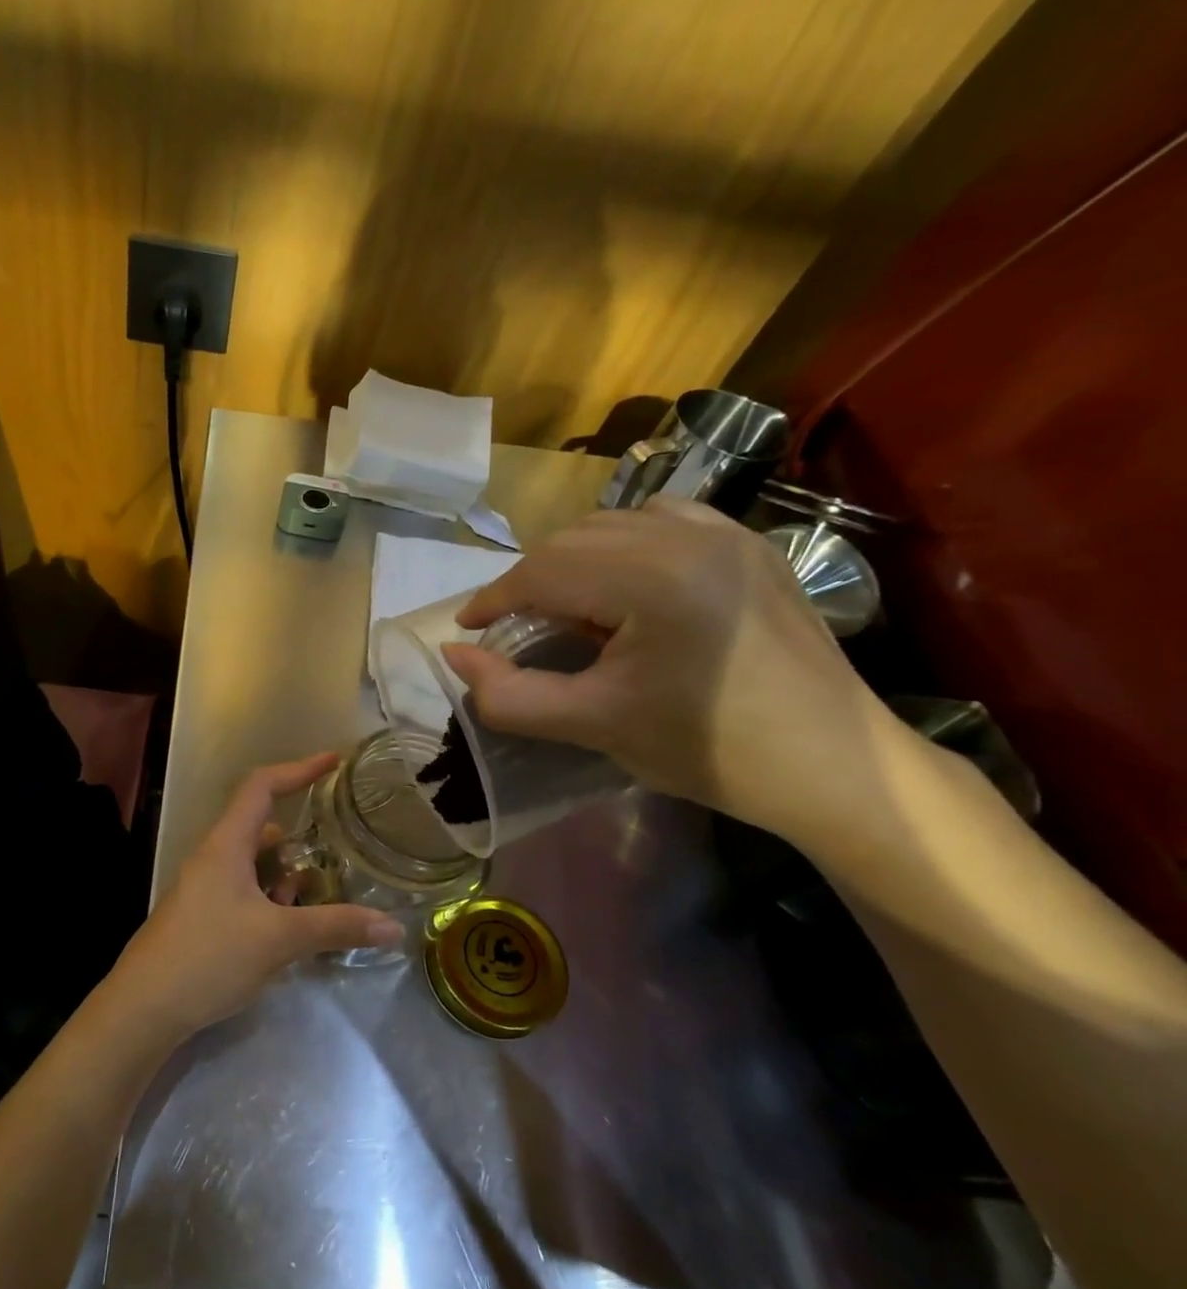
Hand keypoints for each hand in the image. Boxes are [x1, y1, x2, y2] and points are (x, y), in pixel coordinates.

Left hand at [103, 754, 401, 1042]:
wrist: (145, 1006)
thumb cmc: (209, 957)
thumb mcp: (279, 940)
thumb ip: (336, 927)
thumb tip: (393, 927)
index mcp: (226, 844)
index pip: (262, 786)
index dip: (298, 769)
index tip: (333, 762)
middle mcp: (214, 857)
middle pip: (261, 826)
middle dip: (298, 838)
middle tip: (334, 852)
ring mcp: (206, 886)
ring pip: (255, 864)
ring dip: (285, 876)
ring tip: (313, 899)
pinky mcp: (204, 914)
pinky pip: (246, 891)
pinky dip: (271, 899)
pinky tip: (287, 931)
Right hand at [441, 498, 906, 843]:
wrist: (836, 768)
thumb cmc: (710, 752)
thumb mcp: (593, 726)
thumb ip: (509, 694)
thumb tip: (454, 656)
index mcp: (652, 578)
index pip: (543, 570)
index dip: (493, 599)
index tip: (467, 630)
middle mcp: (690, 536)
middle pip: (573, 539)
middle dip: (529, 581)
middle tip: (512, 629)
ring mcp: (728, 534)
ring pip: (615, 523)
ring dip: (573, 559)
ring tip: (565, 608)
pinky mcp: (751, 546)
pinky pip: (664, 520)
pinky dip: (624, 543)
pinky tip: (624, 583)